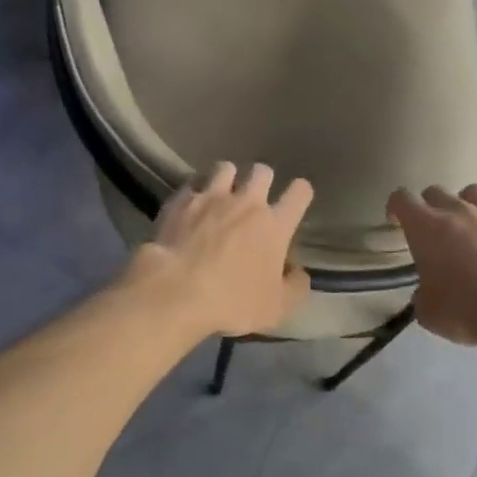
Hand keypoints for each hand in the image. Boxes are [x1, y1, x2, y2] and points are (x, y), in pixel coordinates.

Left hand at [129, 163, 312, 337]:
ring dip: (228, 178)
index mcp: (275, 225)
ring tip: (222, 194)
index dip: (300, 193)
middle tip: (255, 199)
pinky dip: (194, 193)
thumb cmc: (232, 301)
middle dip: (262, 180)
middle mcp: (246, 202)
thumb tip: (298, 273)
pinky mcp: (180, 202)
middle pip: (262, 171)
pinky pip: (191, 185)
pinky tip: (190, 206)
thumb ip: (295, 287)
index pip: (299, 193)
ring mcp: (211, 197)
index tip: (295, 202)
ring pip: (225, 168)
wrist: (176, 291)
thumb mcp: (277, 308)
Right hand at [388, 185, 476, 346]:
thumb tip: (427, 293)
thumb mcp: (428, 312)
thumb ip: (423, 295)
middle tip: (431, 228)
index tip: (396, 220)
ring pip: (474, 190)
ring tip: (468, 221)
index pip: (402, 199)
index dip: (396, 207)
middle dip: (429, 206)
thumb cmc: (464, 310)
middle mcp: (457, 211)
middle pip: (436, 191)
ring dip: (466, 203)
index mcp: (425, 228)